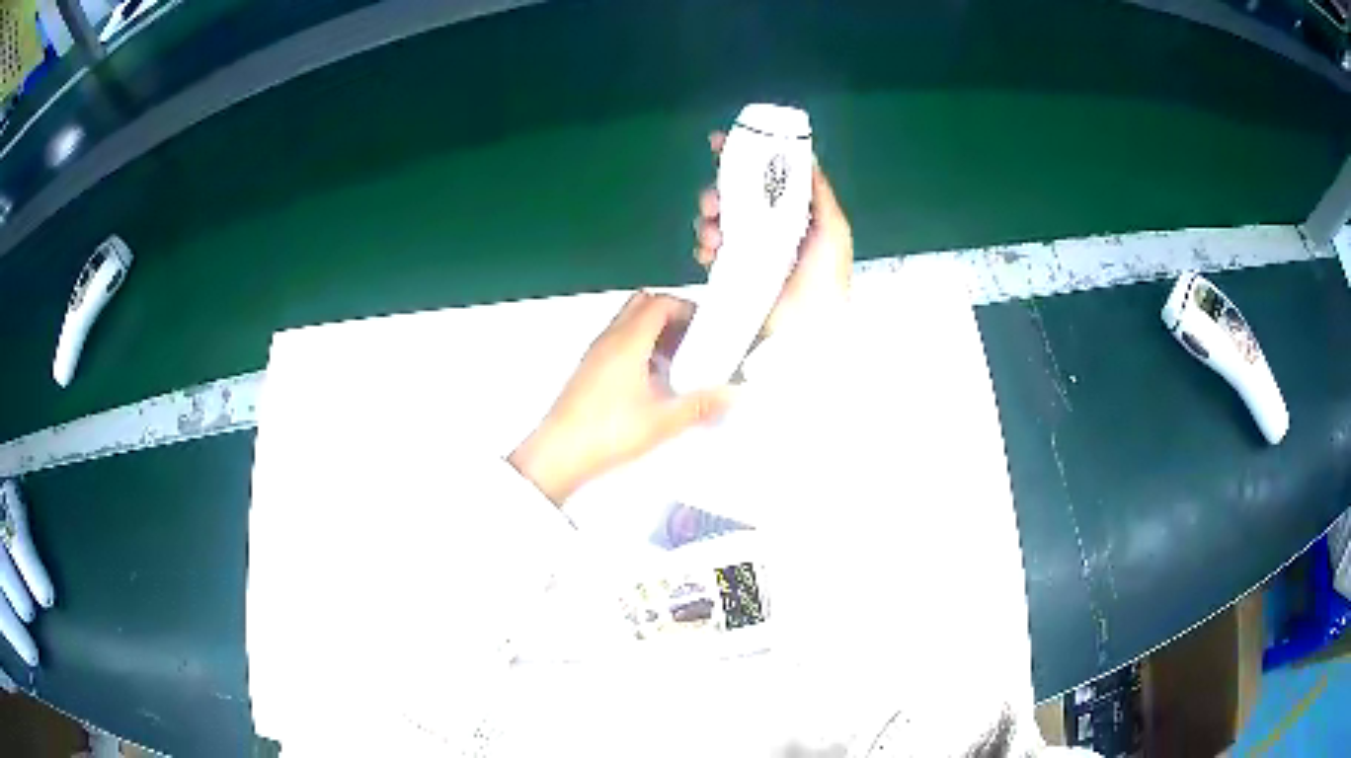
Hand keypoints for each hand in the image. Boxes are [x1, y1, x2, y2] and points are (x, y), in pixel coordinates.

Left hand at [509, 292, 733, 504]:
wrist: (560, 453)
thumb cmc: (607, 431)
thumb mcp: (663, 421)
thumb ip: (701, 405)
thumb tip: (731, 394)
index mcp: (628, 341)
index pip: (659, 303)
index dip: (686, 308)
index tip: (706, 326)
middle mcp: (609, 340)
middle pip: (641, 305)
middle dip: (670, 314)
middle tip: (692, 339)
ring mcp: (595, 354)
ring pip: (627, 323)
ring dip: (654, 332)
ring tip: (677, 361)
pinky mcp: (588, 371)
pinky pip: (617, 343)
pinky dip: (638, 348)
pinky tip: (651, 380)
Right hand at [694, 132, 852, 336]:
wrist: (807, 331)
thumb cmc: (826, 279)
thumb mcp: (834, 231)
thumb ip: (820, 194)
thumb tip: (806, 156)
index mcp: (795, 214)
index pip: (767, 177)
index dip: (744, 157)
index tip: (719, 143)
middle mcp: (771, 227)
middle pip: (737, 195)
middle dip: (720, 191)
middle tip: (713, 198)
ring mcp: (749, 249)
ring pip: (719, 219)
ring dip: (709, 218)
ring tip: (711, 230)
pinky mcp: (732, 272)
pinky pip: (710, 249)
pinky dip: (704, 245)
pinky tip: (708, 251)